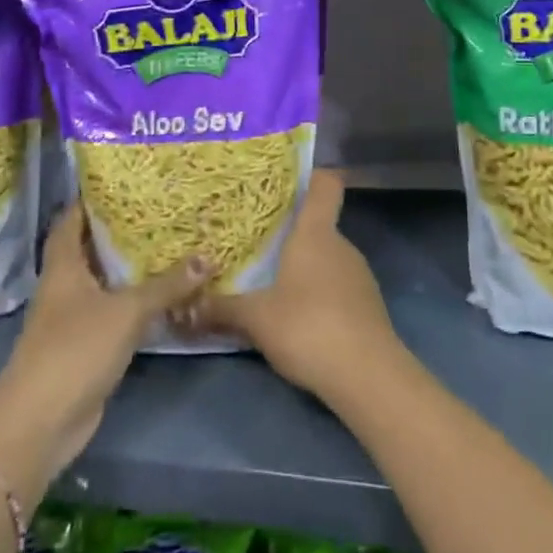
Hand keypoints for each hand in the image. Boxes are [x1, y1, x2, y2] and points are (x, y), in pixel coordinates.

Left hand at [0, 205, 209, 497]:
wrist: (41, 422)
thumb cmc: (75, 350)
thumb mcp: (126, 311)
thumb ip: (167, 285)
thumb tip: (208, 256)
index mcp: (63, 267)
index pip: (72, 220)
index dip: (92, 199)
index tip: (124, 180)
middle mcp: (65, 287)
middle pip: (91, 249)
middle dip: (122, 231)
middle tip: (161, 210)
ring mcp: (74, 319)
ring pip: (106, 283)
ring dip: (132, 268)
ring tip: (171, 243)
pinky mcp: (88, 347)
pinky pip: (115, 314)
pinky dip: (137, 302)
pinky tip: (166, 295)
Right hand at [180, 170, 401, 401]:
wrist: (366, 375)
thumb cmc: (308, 327)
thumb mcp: (255, 319)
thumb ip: (221, 309)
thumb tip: (185, 308)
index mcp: (316, 234)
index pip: (326, 185)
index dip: (312, 176)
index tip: (287, 180)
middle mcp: (342, 246)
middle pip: (318, 226)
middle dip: (289, 234)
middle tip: (255, 244)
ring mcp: (359, 276)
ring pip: (326, 260)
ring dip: (302, 269)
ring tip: (269, 283)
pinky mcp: (367, 306)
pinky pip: (336, 288)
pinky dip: (317, 295)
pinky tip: (297, 318)